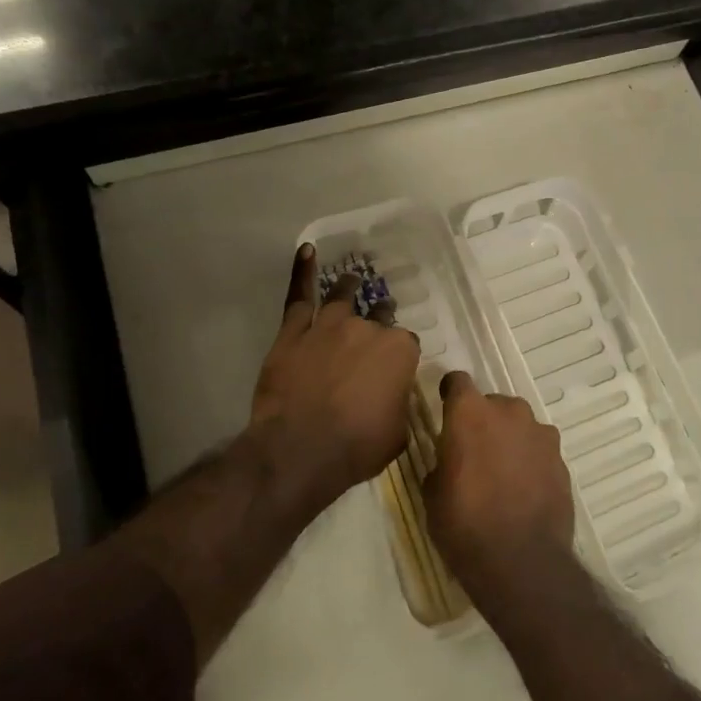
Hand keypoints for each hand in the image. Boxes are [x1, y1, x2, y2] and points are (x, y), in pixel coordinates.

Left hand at [249, 244, 420, 511]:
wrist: (300, 450)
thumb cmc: (356, 447)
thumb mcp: (397, 433)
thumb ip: (399, 405)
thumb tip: (393, 398)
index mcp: (399, 352)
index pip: (407, 344)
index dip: (400, 356)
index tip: (394, 369)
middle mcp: (368, 330)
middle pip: (378, 316)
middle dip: (380, 318)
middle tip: (378, 321)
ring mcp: (329, 326)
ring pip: (343, 297)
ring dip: (350, 287)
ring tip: (352, 279)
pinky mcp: (294, 332)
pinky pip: (299, 296)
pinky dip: (302, 271)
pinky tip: (306, 250)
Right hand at [426, 370, 575, 602]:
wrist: (522, 562)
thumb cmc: (464, 525)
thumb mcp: (433, 495)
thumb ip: (442, 463)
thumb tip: (450, 460)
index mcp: (470, 413)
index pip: (457, 382)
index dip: (450, 394)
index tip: (446, 410)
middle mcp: (509, 412)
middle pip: (492, 404)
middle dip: (483, 421)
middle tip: (474, 452)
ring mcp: (540, 434)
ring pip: (520, 425)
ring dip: (510, 439)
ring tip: (502, 473)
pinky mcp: (561, 459)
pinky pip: (539, 449)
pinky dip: (530, 461)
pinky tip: (524, 489)